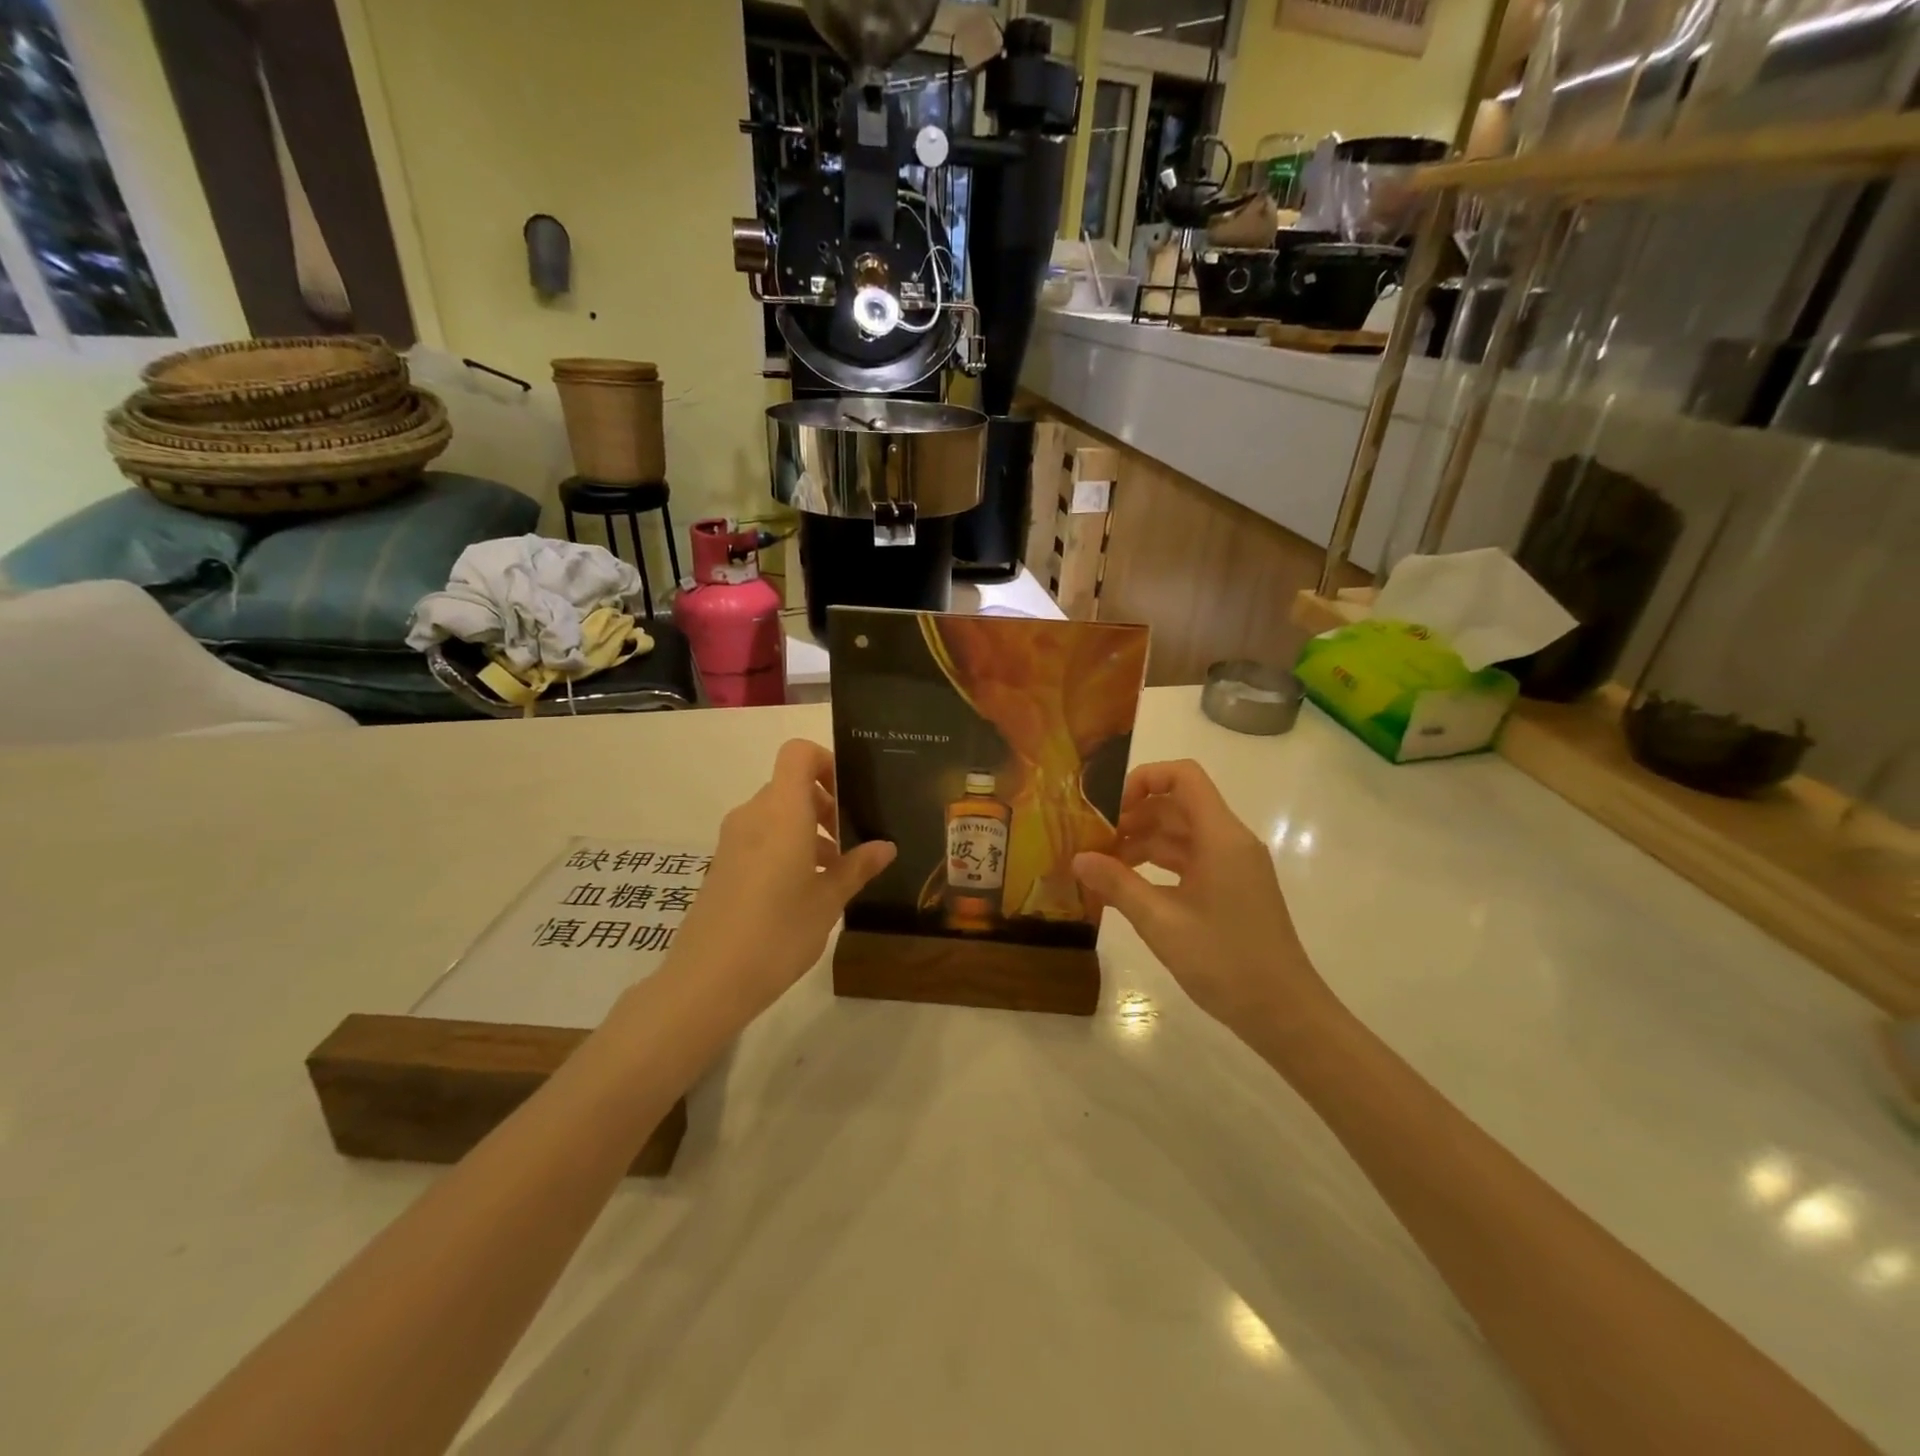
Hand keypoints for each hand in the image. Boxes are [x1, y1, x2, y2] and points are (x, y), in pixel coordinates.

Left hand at [666, 739, 893, 1018]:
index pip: (798, 753)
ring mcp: (732, 840)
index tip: (850, 794)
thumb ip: (857, 867)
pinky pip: (760, 837)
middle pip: (790, 785)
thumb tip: (885, 846)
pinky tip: (804, 890)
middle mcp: (753, 815)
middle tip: (851, 840)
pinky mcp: (722, 865)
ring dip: (807, 829)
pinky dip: (785, 847)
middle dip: (825, 804)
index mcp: (782, 811)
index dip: (826, 761)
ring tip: (834, 872)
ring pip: (776, 814)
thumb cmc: (778, 932)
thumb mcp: (829, 901)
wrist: (708, 981)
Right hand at [1073, 760, 1326, 1033]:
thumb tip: (1078, 858)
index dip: (1144, 778)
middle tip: (1093, 839)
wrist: (1284, 1014)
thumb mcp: (1161, 922)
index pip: (1184, 777)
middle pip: (1177, 805)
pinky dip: (1158, 864)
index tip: (1109, 807)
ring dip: (1142, 842)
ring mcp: (1233, 866)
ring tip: (1102, 864)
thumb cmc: (1225, 962)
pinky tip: (1127, 885)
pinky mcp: (1231, 888)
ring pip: (1181, 834)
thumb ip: (1118, 885)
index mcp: (1221, 837)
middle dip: (1133, 815)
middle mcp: (1230, 841)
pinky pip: (1189, 860)